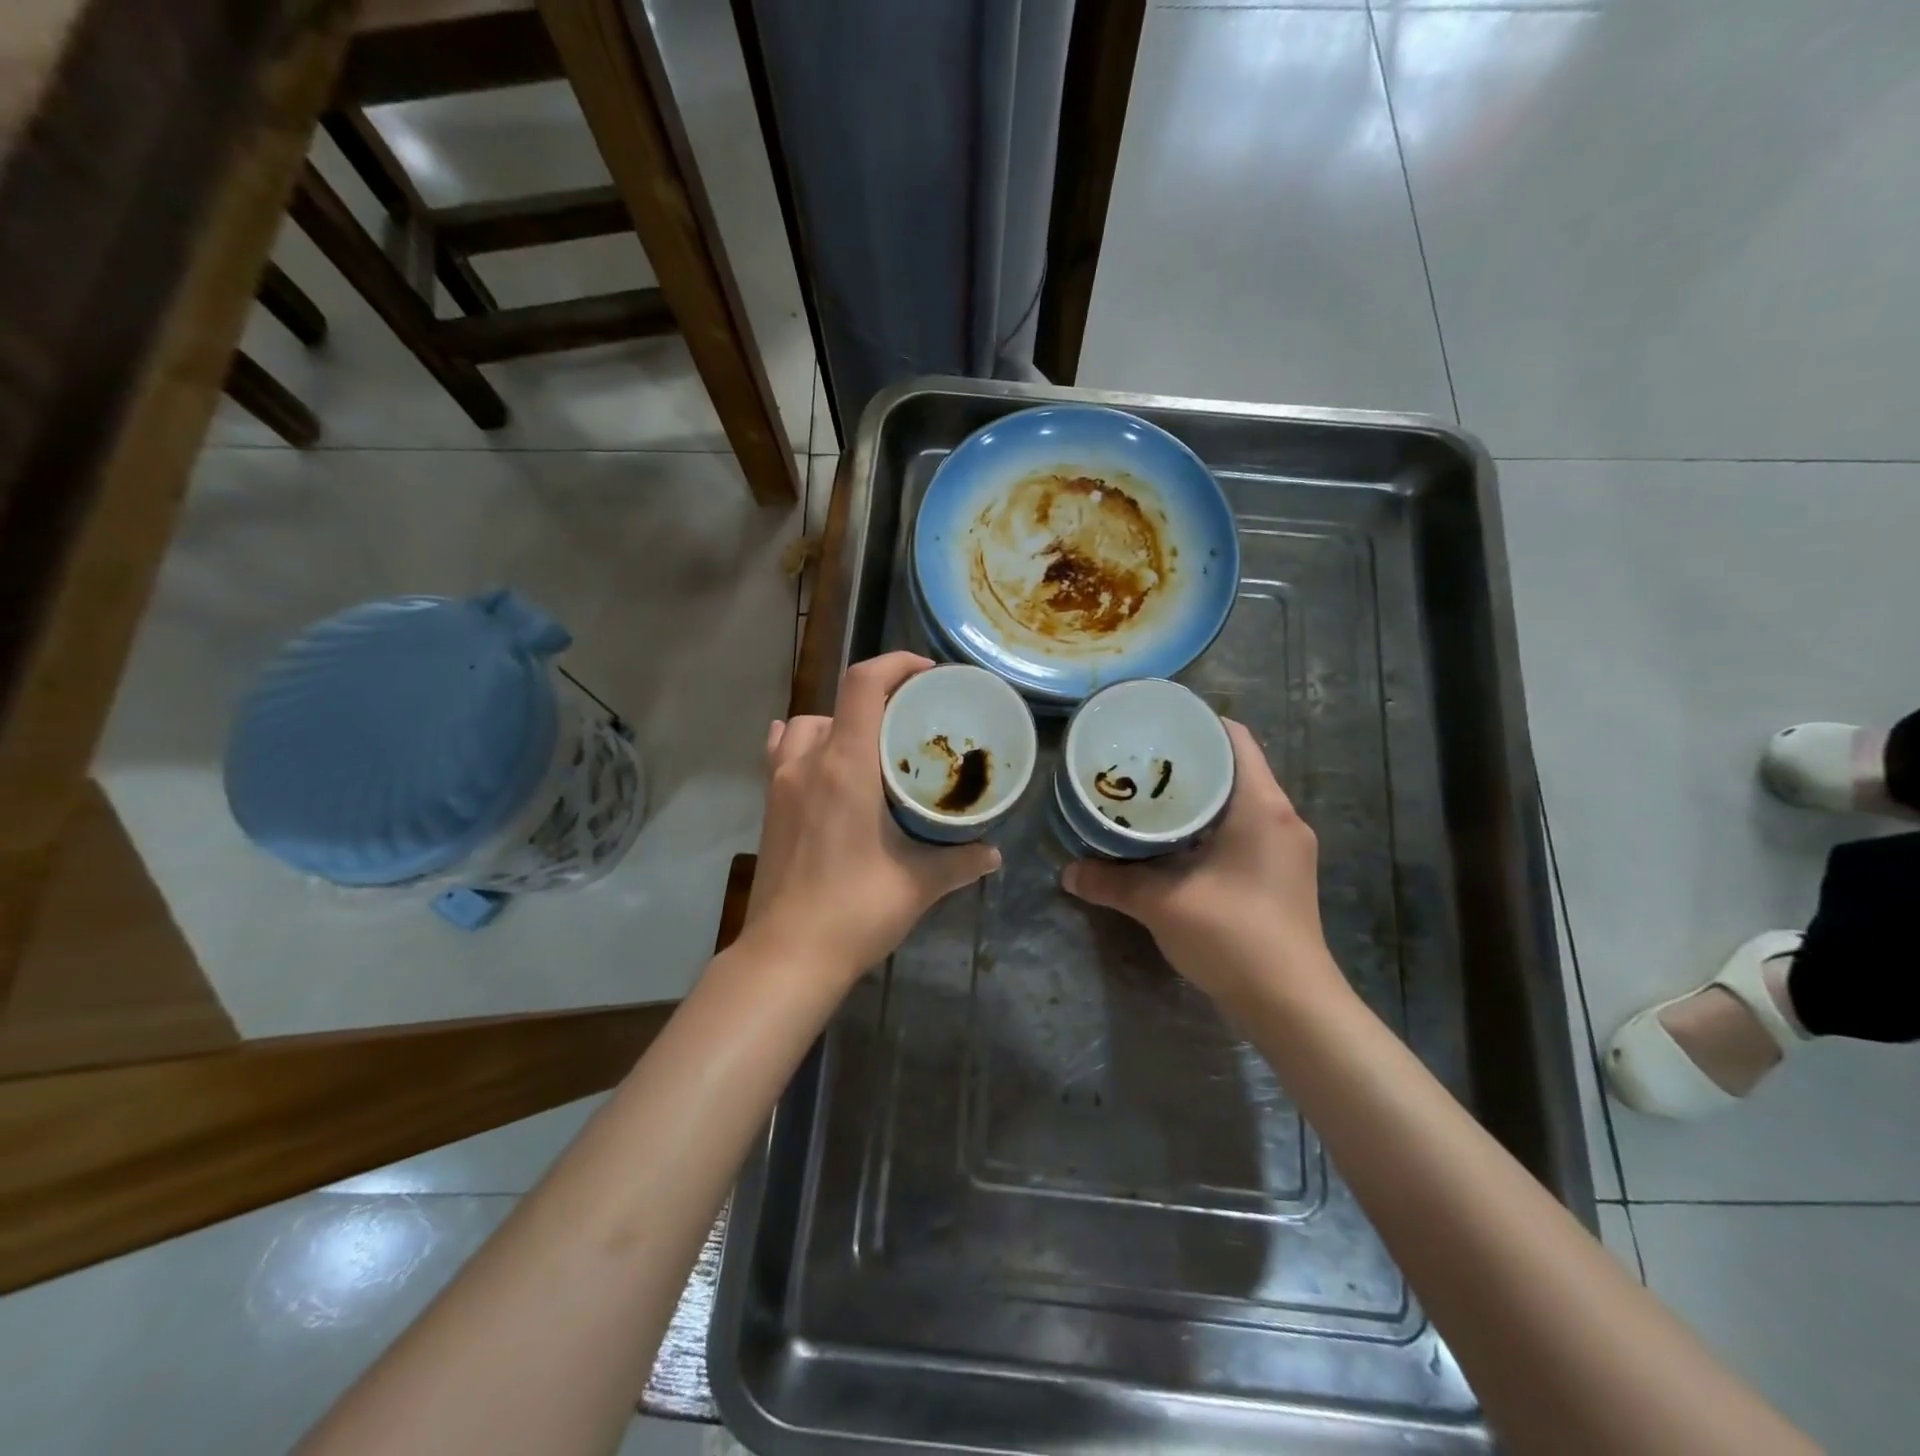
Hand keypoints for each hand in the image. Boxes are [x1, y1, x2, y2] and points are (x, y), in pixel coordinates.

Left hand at [746, 652, 1001, 983]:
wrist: (787, 956)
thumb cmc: (855, 911)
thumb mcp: (918, 884)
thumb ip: (959, 862)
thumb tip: (993, 854)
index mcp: (844, 766)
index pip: (863, 685)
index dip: (895, 664)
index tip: (928, 673)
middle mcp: (807, 763)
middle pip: (838, 701)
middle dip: (877, 697)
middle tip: (909, 722)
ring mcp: (780, 784)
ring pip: (805, 724)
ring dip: (837, 721)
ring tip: (867, 745)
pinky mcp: (768, 807)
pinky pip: (781, 753)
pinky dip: (801, 743)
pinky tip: (818, 761)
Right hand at [1061, 720, 1340, 1006]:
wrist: (1291, 1006)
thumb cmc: (1234, 936)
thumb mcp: (1163, 904)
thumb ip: (1112, 883)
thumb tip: (1066, 873)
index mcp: (1261, 807)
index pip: (1235, 739)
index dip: (1197, 723)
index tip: (1155, 725)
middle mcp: (1281, 817)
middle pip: (1235, 768)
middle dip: (1188, 762)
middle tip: (1139, 761)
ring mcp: (1285, 848)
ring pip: (1238, 802)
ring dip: (1198, 797)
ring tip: (1149, 796)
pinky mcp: (1280, 875)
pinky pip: (1242, 830)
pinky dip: (1209, 826)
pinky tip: (1173, 841)